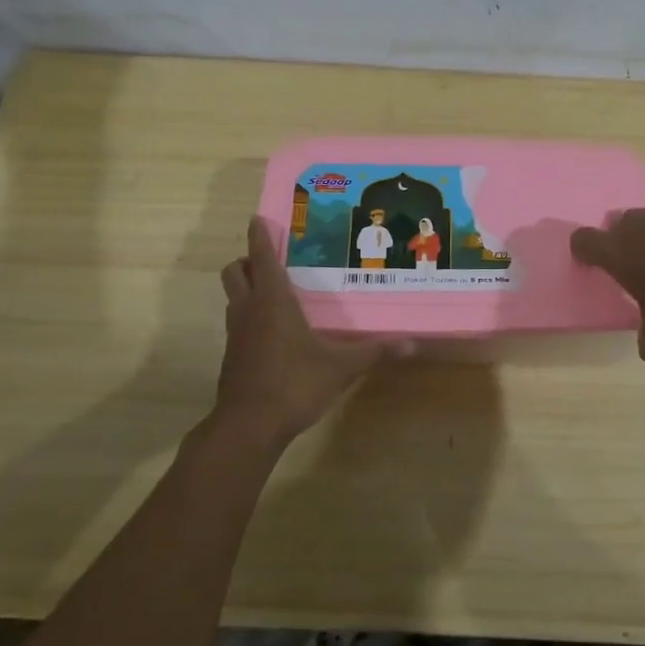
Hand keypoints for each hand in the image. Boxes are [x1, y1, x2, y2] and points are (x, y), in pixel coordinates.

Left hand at [213, 217, 406, 445]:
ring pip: (233, 296)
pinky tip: (273, 332)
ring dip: (247, 287)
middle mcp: (250, 309)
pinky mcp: (232, 355)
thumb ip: (374, 352)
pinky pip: (238, 322)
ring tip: (276, 292)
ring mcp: (236, 333)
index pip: (262, 257)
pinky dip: (249, 315)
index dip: (259, 236)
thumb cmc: (295, 384)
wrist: (249, 426)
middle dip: (248, 260)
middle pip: (235, 271)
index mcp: (273, 301)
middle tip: (271, 261)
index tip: (259, 219)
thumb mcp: (341, 367)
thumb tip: (412, 344)